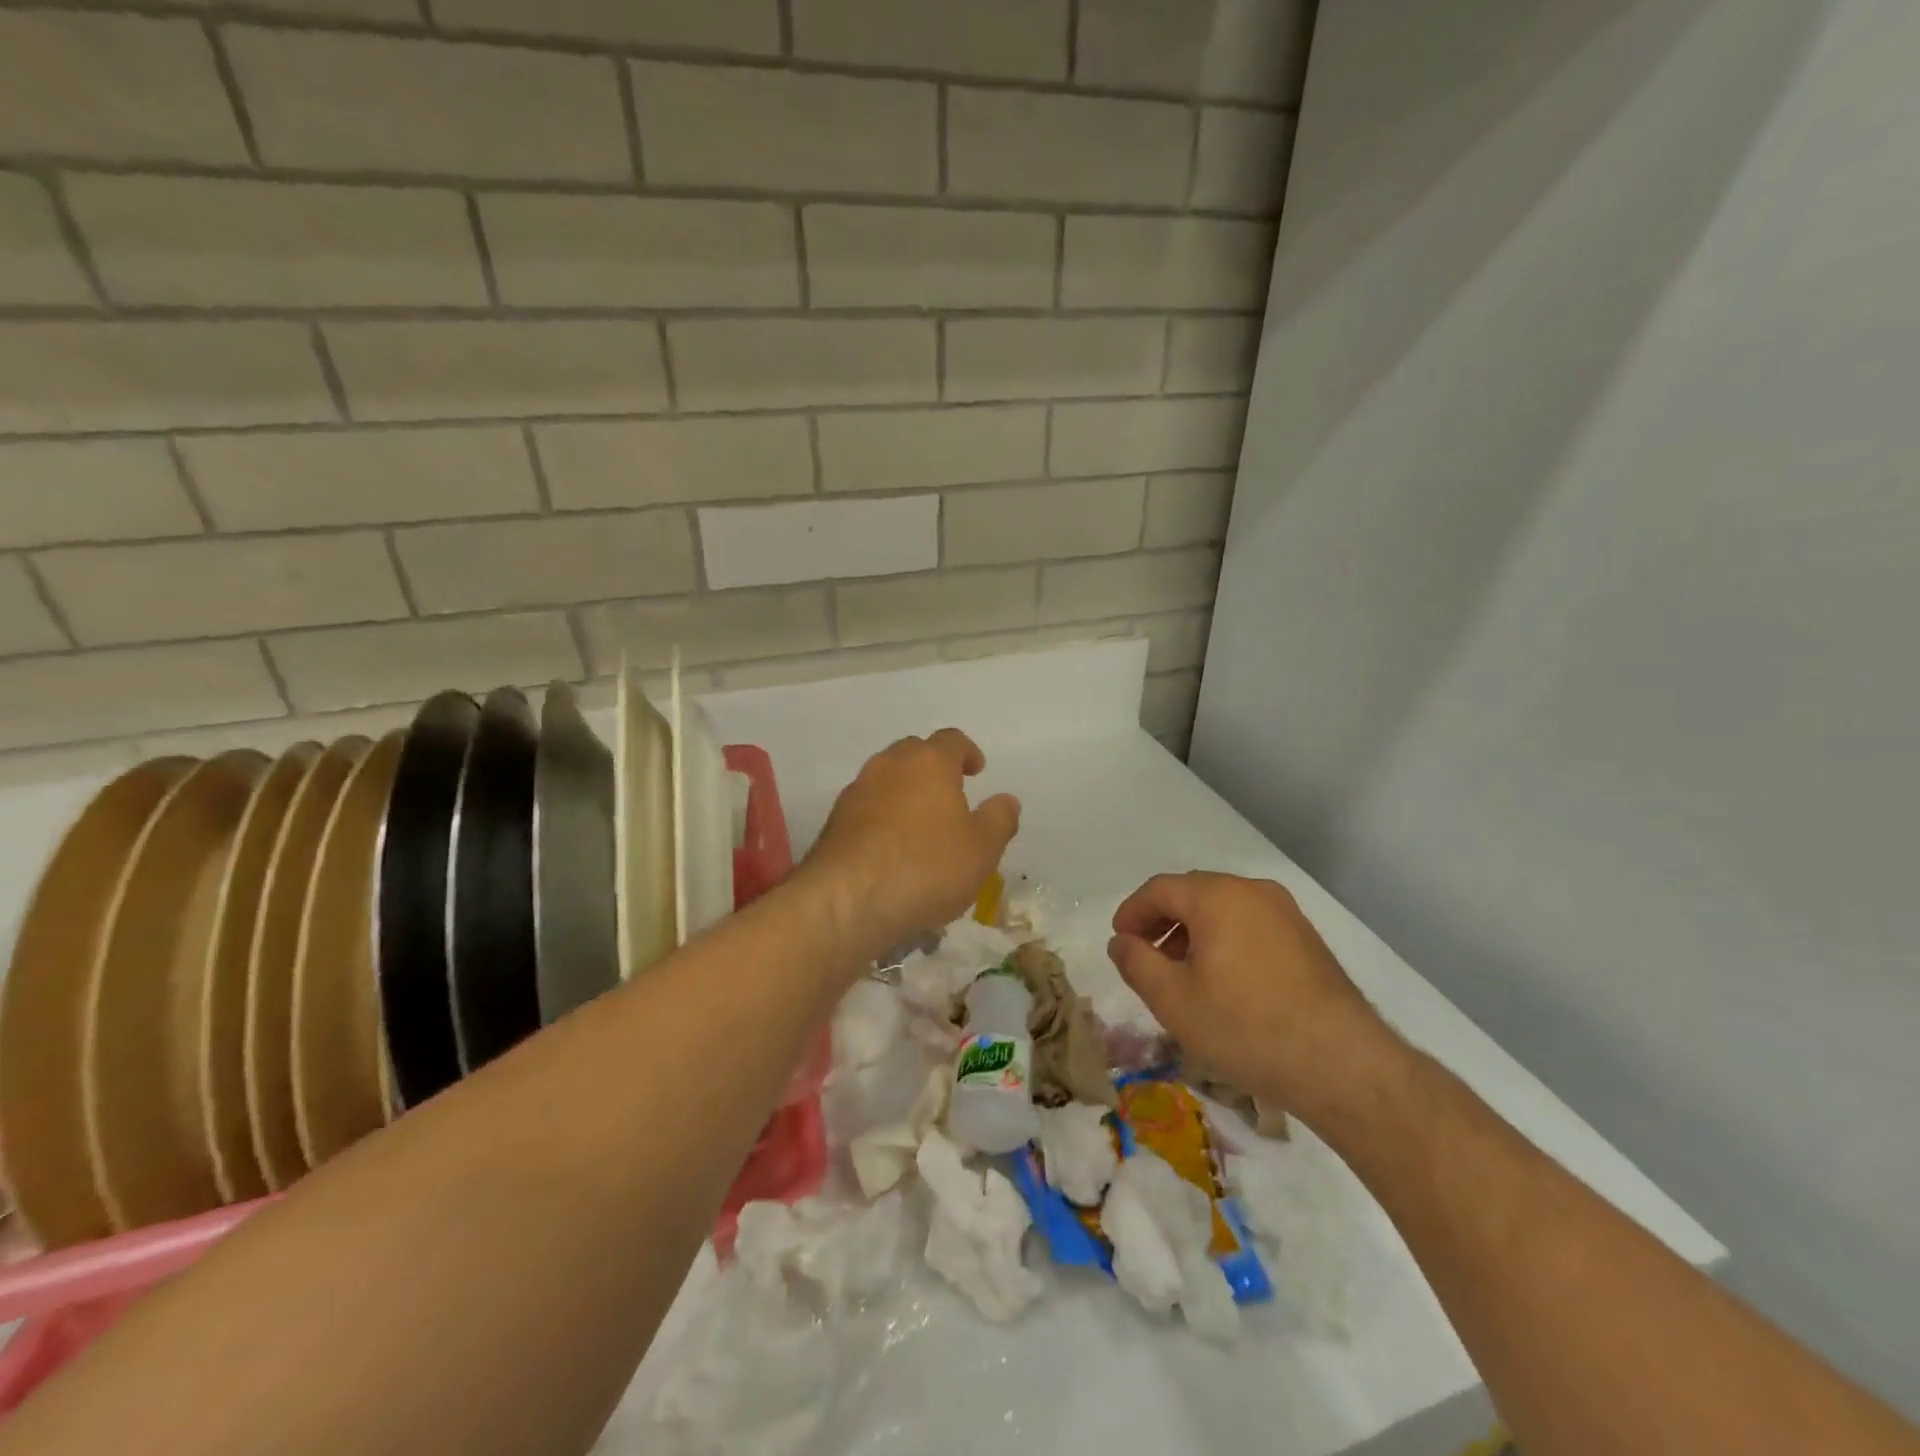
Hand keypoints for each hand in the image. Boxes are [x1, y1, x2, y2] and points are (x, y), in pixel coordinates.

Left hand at [801, 728, 1019, 966]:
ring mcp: (856, 791)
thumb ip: (999, 820)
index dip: (967, 752)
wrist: (847, 899)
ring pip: (886, 779)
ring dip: (905, 793)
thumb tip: (1006, 800)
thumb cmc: (926, 866)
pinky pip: (867, 808)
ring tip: (920, 825)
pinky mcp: (834, 821)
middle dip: (933, 767)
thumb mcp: (982, 850)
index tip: (977, 770)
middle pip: (914, 752)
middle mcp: (889, 766)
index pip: (951, 740)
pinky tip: (892, 849)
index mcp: (929, 762)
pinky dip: (882, 818)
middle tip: (950, 794)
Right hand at [1108, 872, 1395, 1127]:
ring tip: (1182, 975)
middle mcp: (1252, 891)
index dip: (1132, 912)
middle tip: (1146, 958)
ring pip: (1223, 909)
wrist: (1342, 1064)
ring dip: (1193, 933)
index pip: (1160, 889)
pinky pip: (1250, 925)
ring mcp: (1285, 913)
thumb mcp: (1173, 1000)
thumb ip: (1137, 963)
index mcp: (1217, 896)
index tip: (1120, 942)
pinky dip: (1225, 941)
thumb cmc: (1245, 1027)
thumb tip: (1121, 942)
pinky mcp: (1306, 939)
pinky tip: (1223, 982)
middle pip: (1192, 893)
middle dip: (1162, 922)